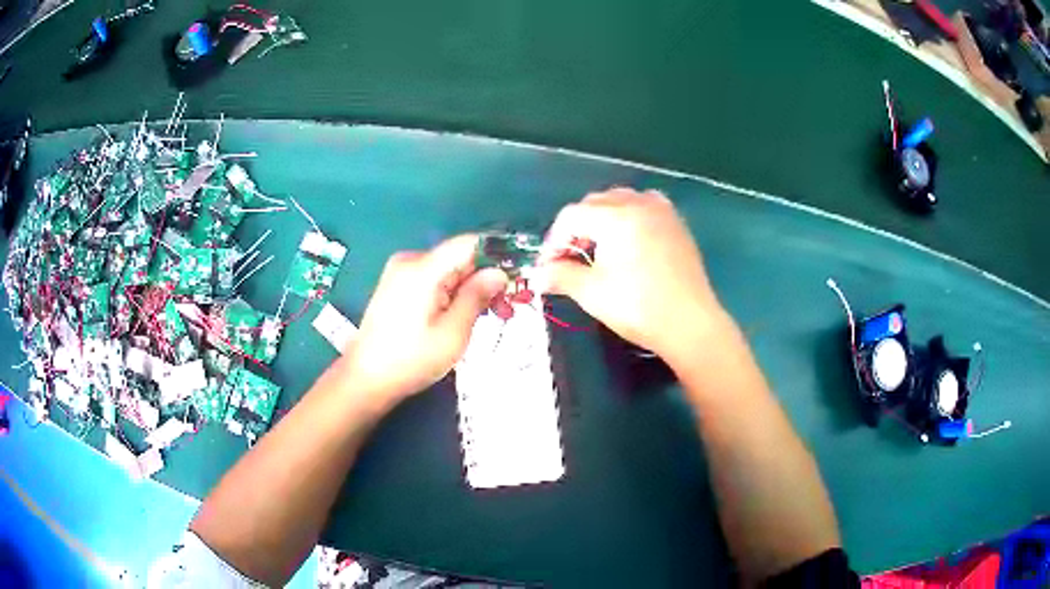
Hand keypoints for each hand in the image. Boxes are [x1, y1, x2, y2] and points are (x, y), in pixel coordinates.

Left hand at [341, 235, 507, 406]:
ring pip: (450, 271)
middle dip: (487, 278)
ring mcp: (401, 273)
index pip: (469, 243)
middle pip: (460, 258)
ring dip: (472, 289)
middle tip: (510, 306)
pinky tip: (466, 315)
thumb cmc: (411, 360)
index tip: (521, 272)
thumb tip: (499, 272)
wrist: (366, 378)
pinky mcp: (398, 286)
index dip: (499, 252)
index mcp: (423, 269)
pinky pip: (435, 280)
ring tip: (492, 316)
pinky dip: (454, 293)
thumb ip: (477, 297)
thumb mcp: (453, 333)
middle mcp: (410, 262)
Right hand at [540, 188, 724, 364]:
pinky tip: (629, 240)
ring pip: (621, 201)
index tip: (548, 266)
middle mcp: (638, 203)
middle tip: (569, 257)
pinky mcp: (677, 224)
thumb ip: (560, 275)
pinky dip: (629, 216)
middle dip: (577, 227)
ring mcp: (661, 211)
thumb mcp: (591, 292)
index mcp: (614, 216)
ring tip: (598, 247)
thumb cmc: (637, 307)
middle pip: (595, 203)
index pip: (571, 216)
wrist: (689, 324)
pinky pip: (645, 207)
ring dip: (602, 218)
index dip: (553, 240)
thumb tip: (537, 275)